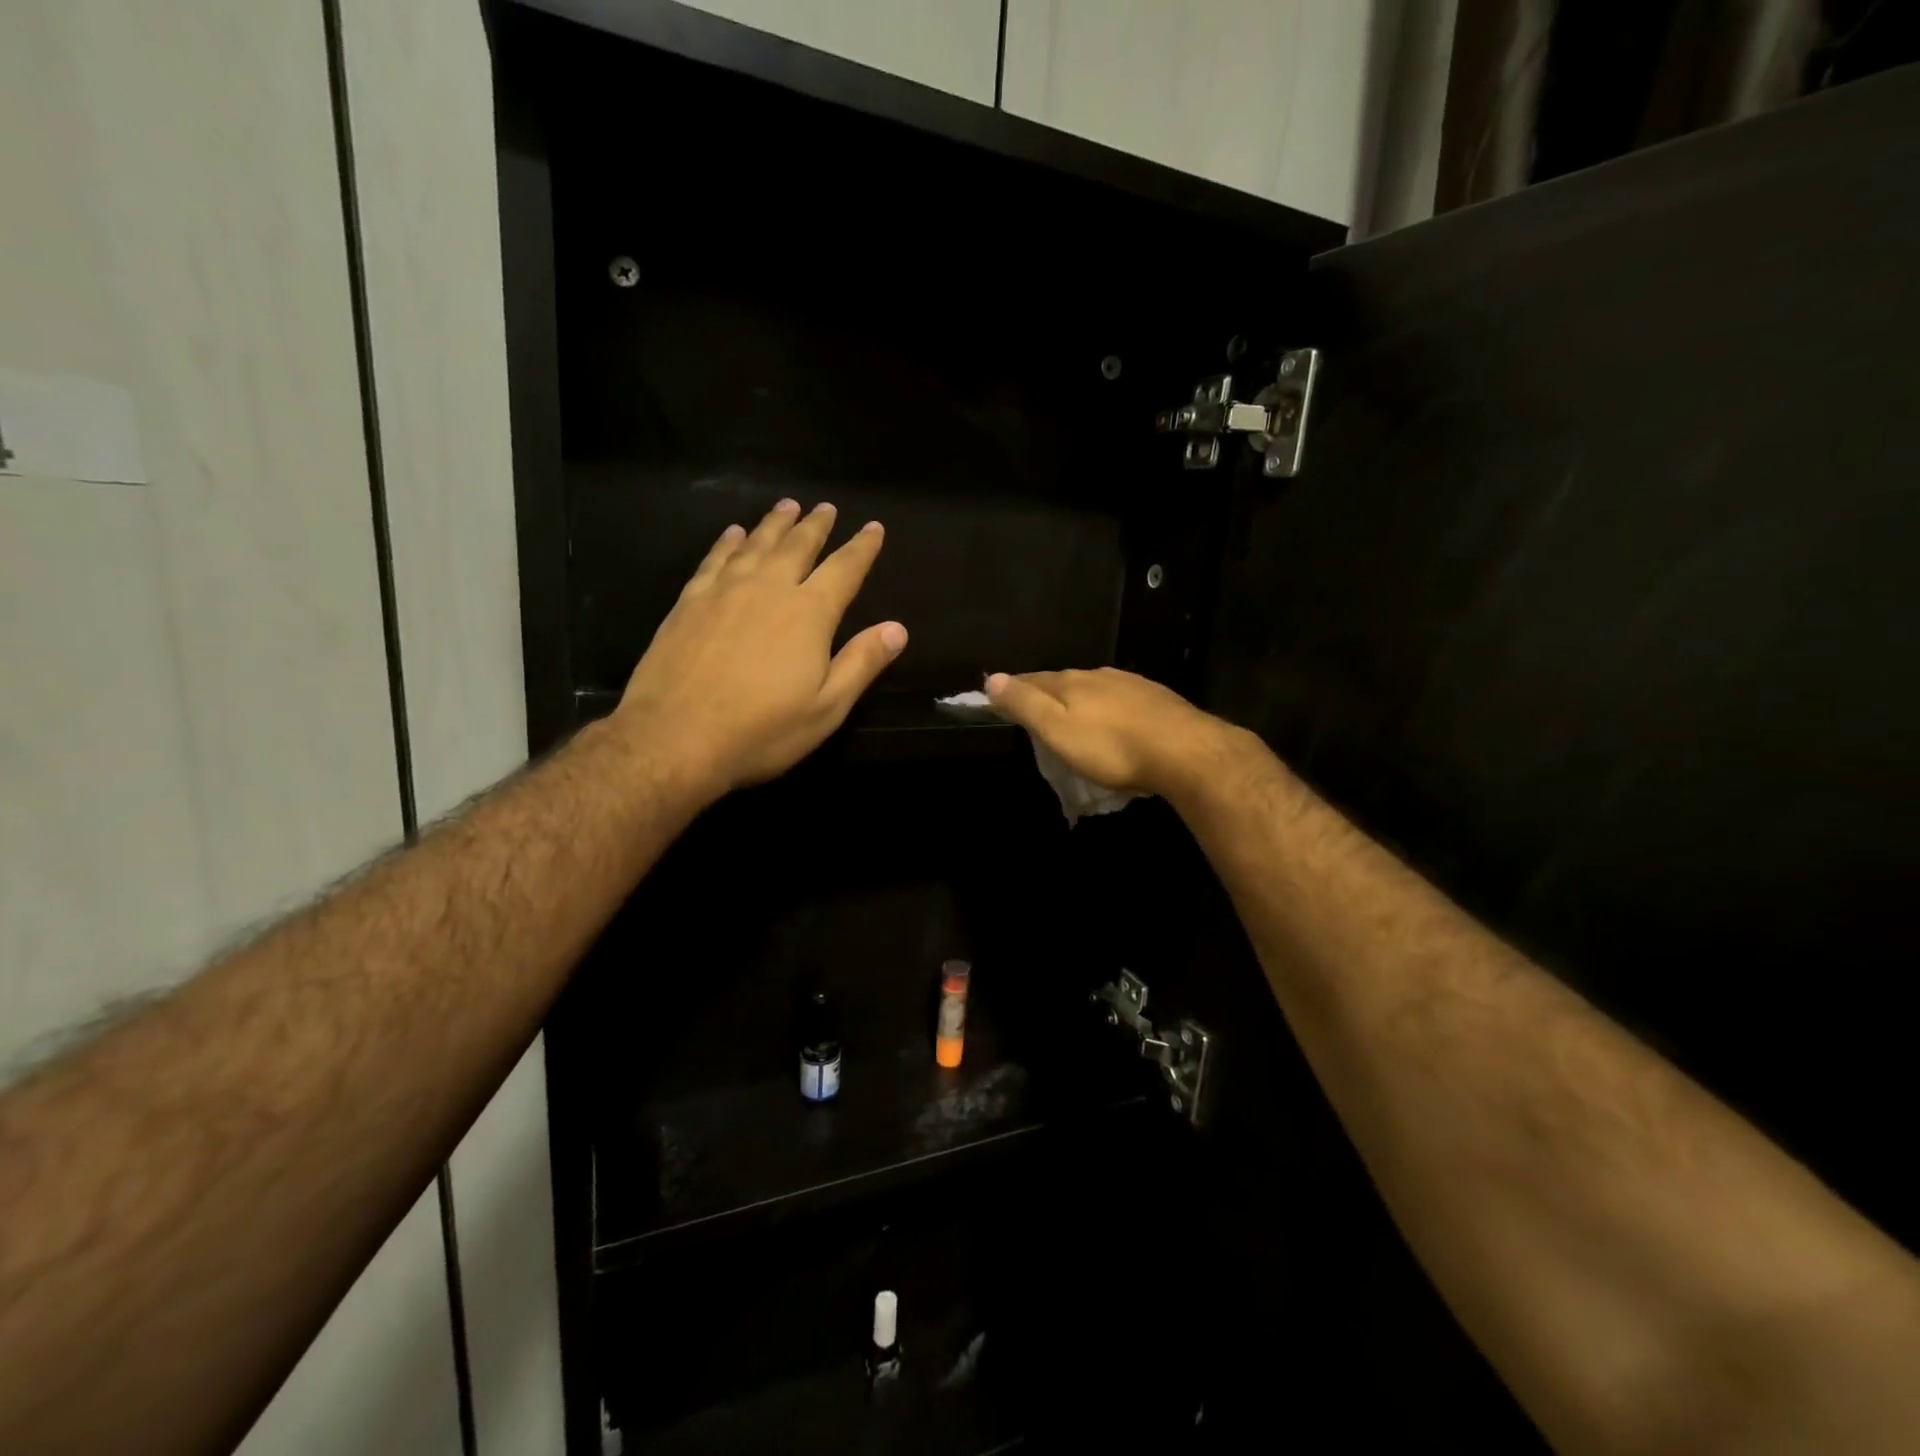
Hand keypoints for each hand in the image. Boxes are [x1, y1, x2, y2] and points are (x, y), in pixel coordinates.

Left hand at [613, 499, 906, 796]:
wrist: (674, 737)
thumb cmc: (761, 730)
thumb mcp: (826, 708)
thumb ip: (862, 663)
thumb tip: (897, 628)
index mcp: (809, 613)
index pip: (844, 569)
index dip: (862, 547)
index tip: (874, 527)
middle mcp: (768, 588)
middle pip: (797, 545)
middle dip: (816, 525)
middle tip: (826, 507)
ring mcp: (724, 591)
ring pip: (755, 544)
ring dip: (775, 524)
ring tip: (787, 506)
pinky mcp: (689, 602)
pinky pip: (715, 559)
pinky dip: (729, 542)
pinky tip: (733, 534)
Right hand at [984, 667, 1242, 799]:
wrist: (1185, 752)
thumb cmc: (1112, 748)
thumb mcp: (1058, 730)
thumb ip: (1026, 704)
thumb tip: (993, 678)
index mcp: (1071, 683)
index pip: (1033, 680)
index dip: (1014, 688)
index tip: (998, 696)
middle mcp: (1099, 676)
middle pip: (1064, 681)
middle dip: (1047, 693)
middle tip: (1034, 710)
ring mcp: (1131, 684)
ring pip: (1094, 688)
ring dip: (1080, 699)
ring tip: (1072, 716)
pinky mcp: (1156, 699)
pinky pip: (1121, 699)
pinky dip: (1108, 708)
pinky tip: (1114, 720)